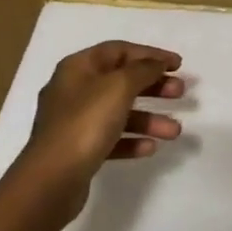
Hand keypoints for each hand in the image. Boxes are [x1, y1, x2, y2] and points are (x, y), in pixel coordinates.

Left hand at [13, 41, 185, 224]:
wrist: (51, 180)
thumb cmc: (85, 123)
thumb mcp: (119, 87)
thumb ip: (143, 70)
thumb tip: (156, 63)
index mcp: (78, 67)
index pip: (119, 50)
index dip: (150, 54)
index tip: (178, 65)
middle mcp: (74, 90)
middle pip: (121, 81)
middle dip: (153, 87)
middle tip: (180, 92)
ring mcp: (75, 122)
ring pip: (119, 112)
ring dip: (149, 119)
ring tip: (175, 131)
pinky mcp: (78, 150)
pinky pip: (111, 138)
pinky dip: (132, 140)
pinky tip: (150, 148)